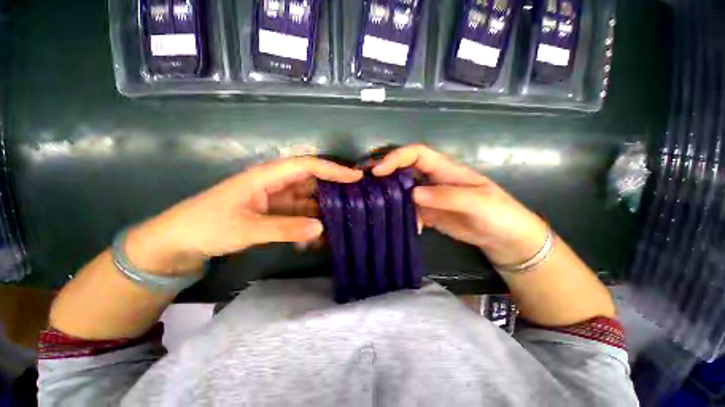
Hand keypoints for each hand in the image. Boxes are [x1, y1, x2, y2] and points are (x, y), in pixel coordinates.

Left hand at [125, 157, 362, 274]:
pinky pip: (299, 215)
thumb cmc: (206, 227)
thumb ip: (285, 228)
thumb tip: (321, 228)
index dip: (332, 169)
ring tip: (344, 218)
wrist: (178, 242)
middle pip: (311, 182)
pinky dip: (310, 223)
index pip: (307, 166)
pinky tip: (320, 236)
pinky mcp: (274, 213)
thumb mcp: (246, 228)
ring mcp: (276, 200)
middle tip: (358, 198)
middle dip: (334, 188)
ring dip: (324, 210)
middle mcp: (275, 184)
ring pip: (308, 200)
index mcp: (267, 176)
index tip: (355, 177)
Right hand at [373, 144, 547, 265]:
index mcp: (445, 169)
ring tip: (371, 202)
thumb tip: (414, 193)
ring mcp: (429, 197)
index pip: (416, 154)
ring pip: (402, 190)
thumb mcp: (477, 202)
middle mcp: (433, 180)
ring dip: (388, 194)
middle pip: (404, 169)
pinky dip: (400, 215)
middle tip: (363, 180)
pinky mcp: (428, 213)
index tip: (378, 171)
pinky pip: (408, 210)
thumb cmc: (498, 214)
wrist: (505, 239)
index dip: (396, 158)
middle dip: (384, 172)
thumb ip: (446, 196)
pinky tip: (397, 223)